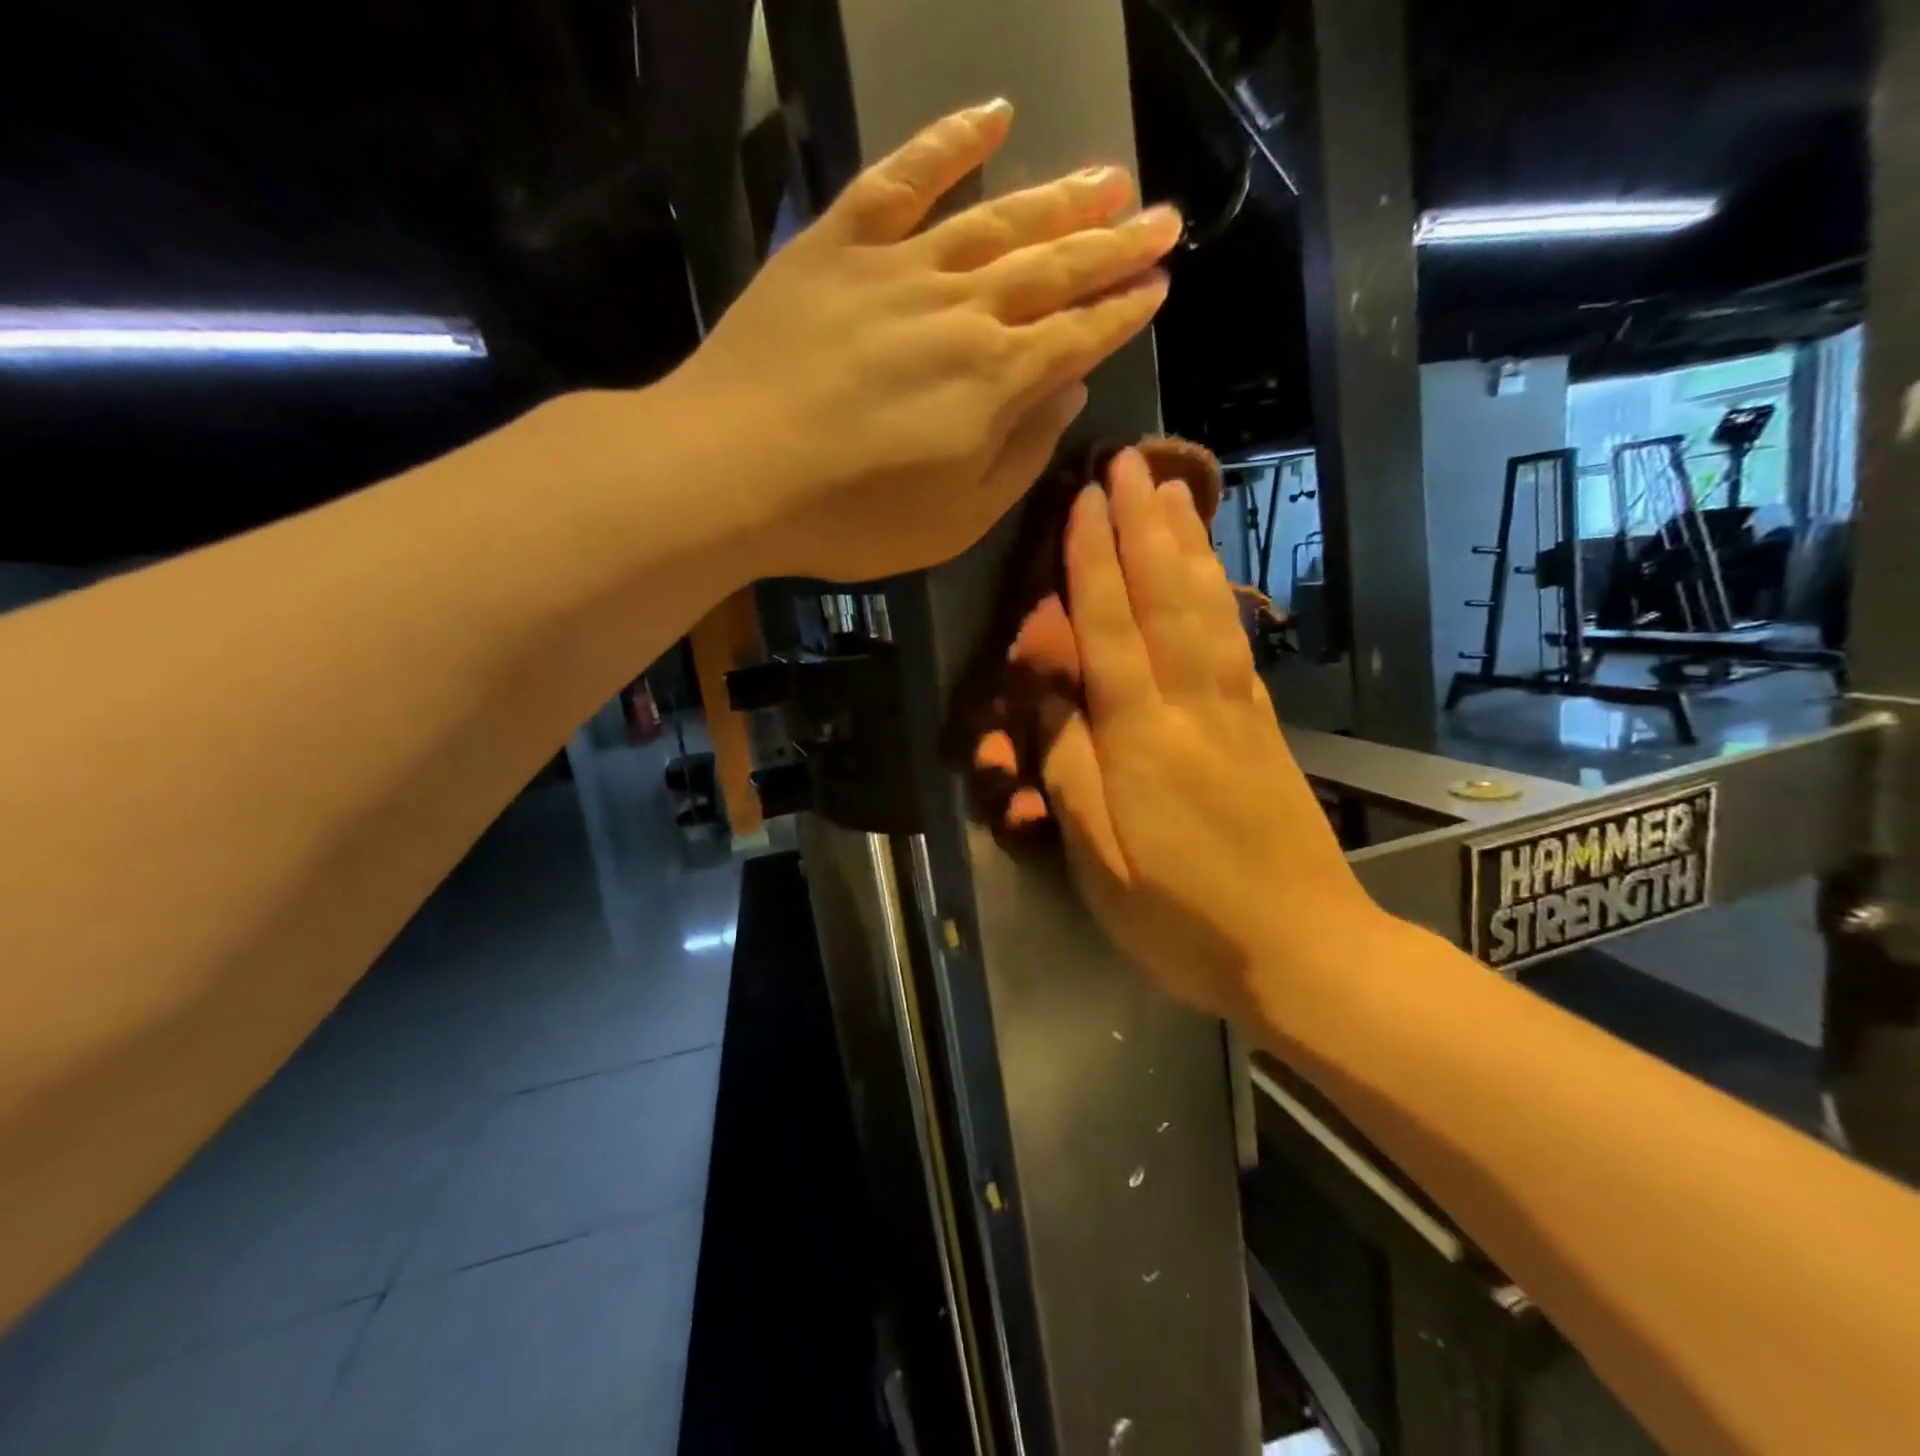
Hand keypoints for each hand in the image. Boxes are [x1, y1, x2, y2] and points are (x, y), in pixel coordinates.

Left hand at [674, 100, 1181, 582]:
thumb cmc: (849, 518)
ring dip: (1059, 196)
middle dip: (1115, 245)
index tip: (1159, 288)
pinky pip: (902, 178)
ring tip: (1109, 178)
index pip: (1080, 336)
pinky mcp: (837, 245)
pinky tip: (993, 116)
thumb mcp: (955, 520)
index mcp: (995, 381)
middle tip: (1163, 218)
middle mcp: (962, 309)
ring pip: (997, 218)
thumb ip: (1020, 456)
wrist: (730, 472)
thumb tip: (1066, 392)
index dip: (1123, 313)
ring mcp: (898, 267)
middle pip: (1054, 267)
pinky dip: (949, 142)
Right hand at [1040, 449, 1380, 1022]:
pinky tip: (1213, 570)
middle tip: (1128, 462)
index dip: (1092, 564)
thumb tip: (1051, 700)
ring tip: (1173, 490)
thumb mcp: (1103, 863)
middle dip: (1142, 527)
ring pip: (1206, 610)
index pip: (1110, 632)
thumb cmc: (1185, 920)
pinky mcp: (1264, 729)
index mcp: (1143, 741)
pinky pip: (1234, 641)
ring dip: (1186, 544)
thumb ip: (1072, 774)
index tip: (1083, 501)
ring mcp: (1237, 714)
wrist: (1306, 952)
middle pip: (1164, 601)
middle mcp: (1193, 709)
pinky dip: (1220, 592)